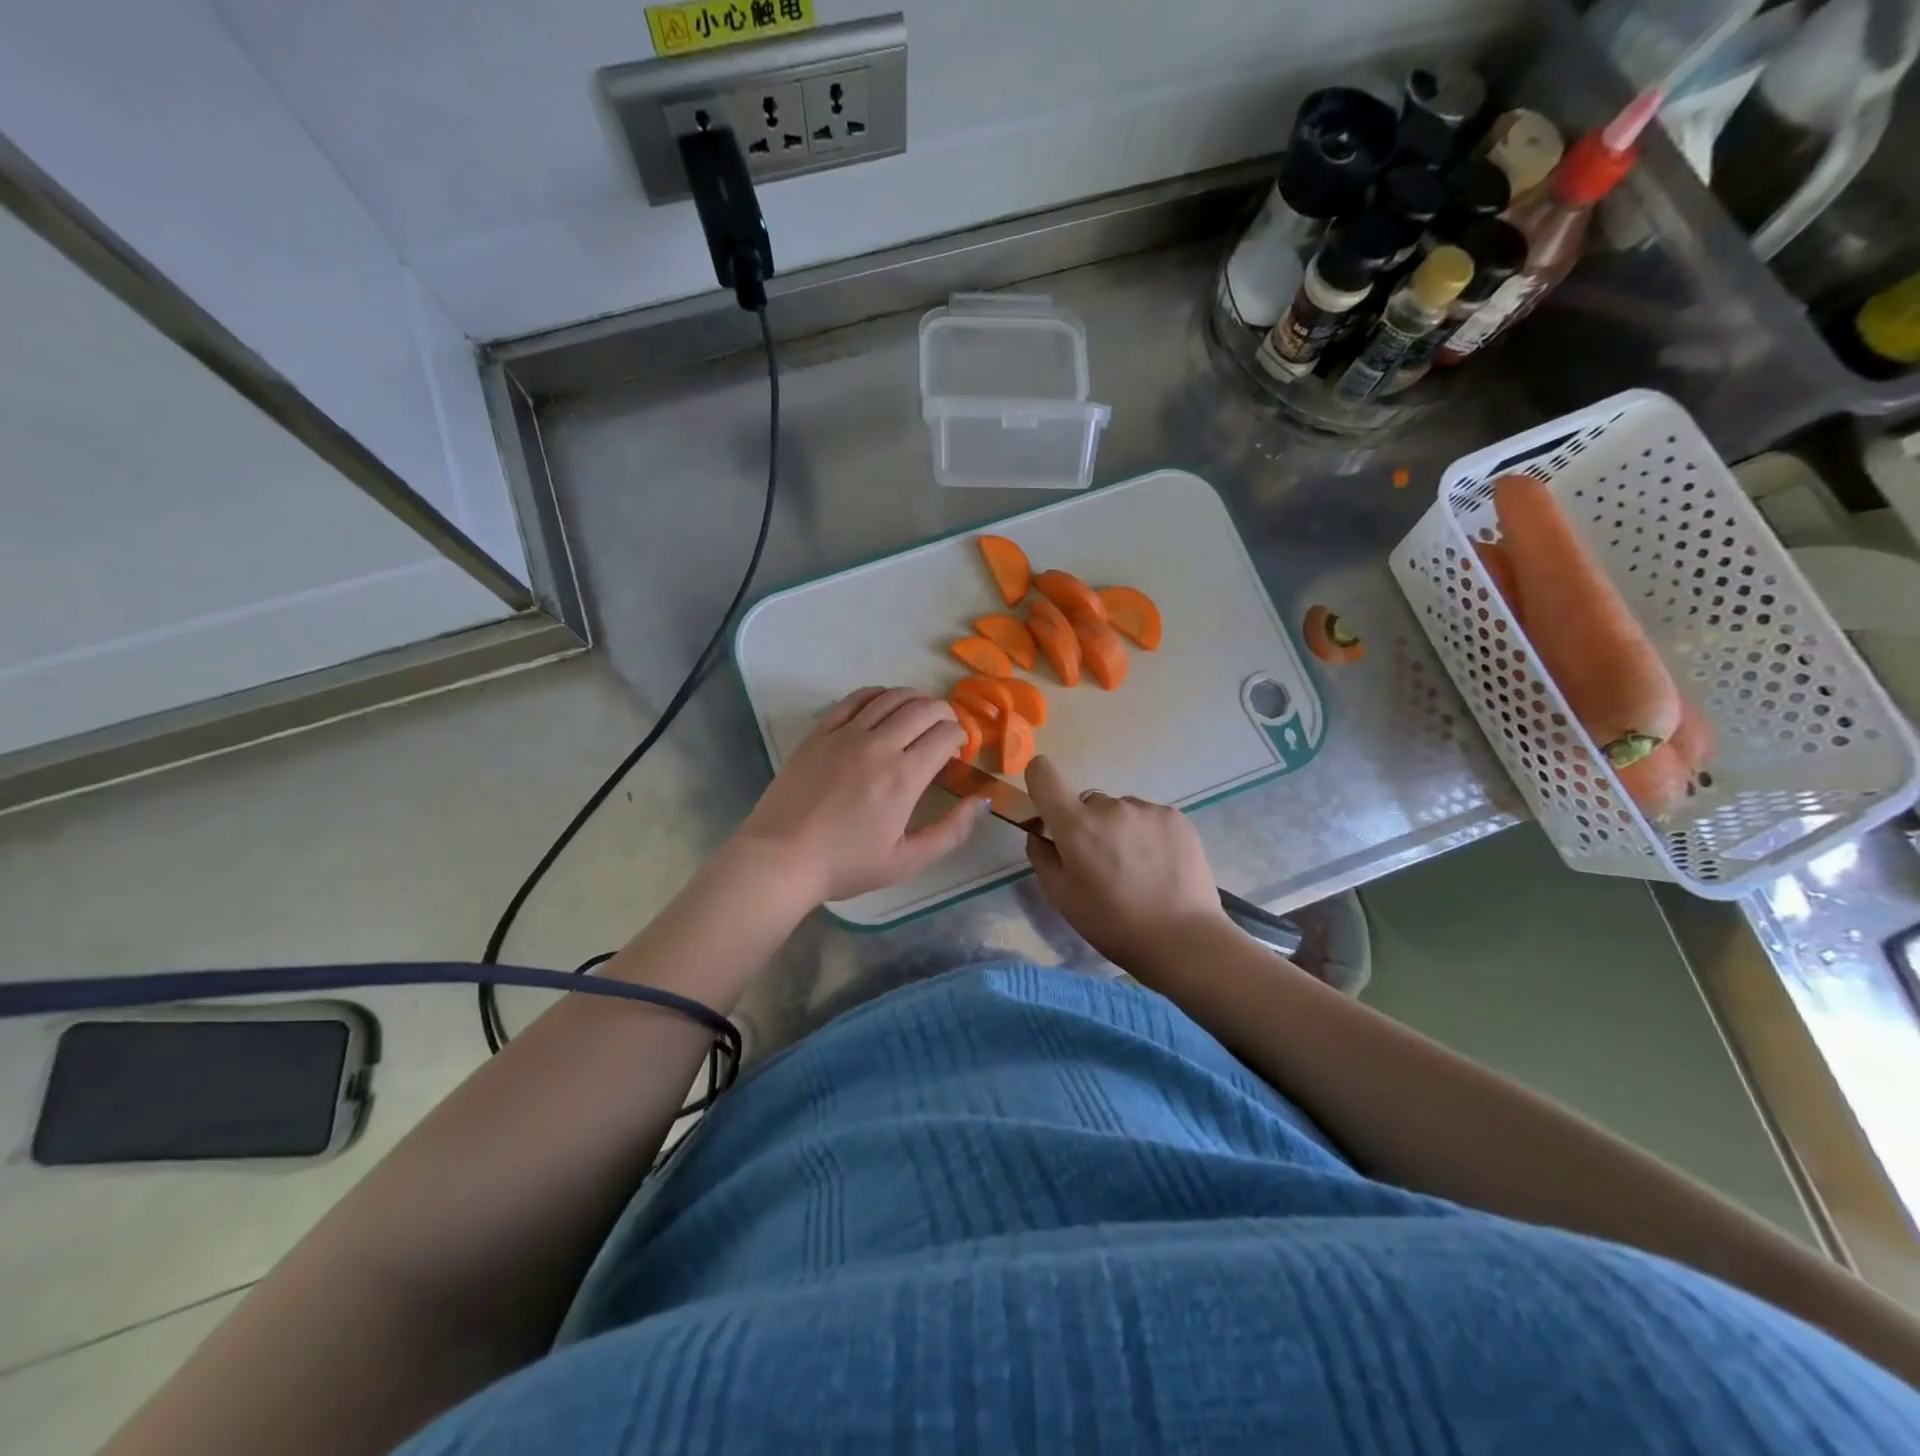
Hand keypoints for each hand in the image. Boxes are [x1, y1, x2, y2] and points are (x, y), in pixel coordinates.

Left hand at [733, 687, 987, 904]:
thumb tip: (983, 800)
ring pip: (891, 697)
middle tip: (944, 730)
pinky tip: (883, 704)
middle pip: (923, 708)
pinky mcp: (820, 732)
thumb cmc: (847, 864)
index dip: (960, 736)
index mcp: (905, 776)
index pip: (945, 734)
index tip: (957, 750)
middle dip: (944, 714)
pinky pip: (855, 699)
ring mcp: (846, 734)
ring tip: (919, 714)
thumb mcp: (908, 861)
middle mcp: (879, 745)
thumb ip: (952, 830)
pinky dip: (878, 695)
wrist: (781, 858)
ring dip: (915, 700)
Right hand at [1023, 755, 1233, 971]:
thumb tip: (1040, 833)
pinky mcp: (1175, 816)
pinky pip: (1148, 817)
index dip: (1038, 780)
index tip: (1046, 804)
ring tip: (1136, 868)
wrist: (1183, 939)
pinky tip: (1159, 865)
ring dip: (1119, 829)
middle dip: (1087, 824)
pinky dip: (1147, 834)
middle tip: (1101, 862)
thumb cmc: (1112, 924)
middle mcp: (1110, 806)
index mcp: (1076, 825)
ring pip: (1120, 810)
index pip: (1043, 774)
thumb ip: (1042, 857)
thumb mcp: (1062, 898)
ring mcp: (1146, 809)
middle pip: (1086, 802)